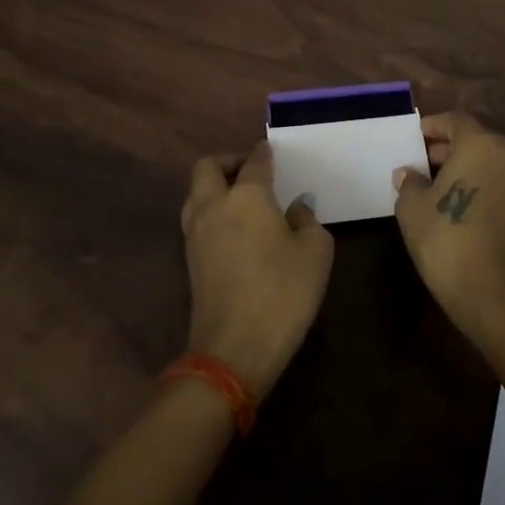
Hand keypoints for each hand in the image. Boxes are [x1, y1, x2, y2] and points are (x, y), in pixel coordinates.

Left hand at [181, 144, 333, 401]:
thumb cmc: (282, 294)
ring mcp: (196, 234)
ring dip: (213, 187)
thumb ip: (307, 220)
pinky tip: (233, 228)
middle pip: (208, 166)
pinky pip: (196, 219)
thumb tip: (295, 209)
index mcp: (246, 195)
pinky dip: (210, 212)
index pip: (255, 161)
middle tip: (251, 171)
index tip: (273, 152)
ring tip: (240, 199)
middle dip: (228, 161)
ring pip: (195, 192)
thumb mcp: (315, 252)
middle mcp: (214, 205)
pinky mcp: (189, 261)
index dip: (265, 153)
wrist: (233, 351)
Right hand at [393, 111, 504, 344]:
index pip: (456, 121)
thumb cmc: (447, 240)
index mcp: (480, 145)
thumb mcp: (413, 208)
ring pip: (494, 163)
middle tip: (426, 162)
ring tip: (442, 186)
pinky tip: (466, 206)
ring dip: (470, 167)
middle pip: (478, 140)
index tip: (418, 137)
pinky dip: (486, 186)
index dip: (434, 126)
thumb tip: (409, 173)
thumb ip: (410, 183)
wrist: (493, 295)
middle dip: (451, 148)